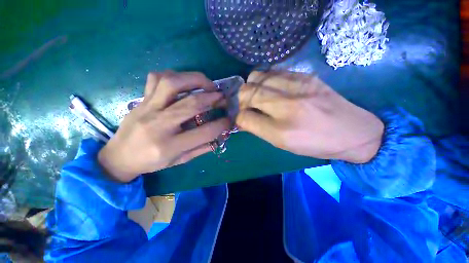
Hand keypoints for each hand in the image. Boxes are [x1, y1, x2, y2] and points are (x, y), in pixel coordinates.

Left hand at [98, 71, 229, 181]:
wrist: (118, 157)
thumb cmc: (151, 162)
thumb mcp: (179, 160)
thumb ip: (201, 148)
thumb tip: (220, 136)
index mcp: (170, 145)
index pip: (204, 132)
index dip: (221, 124)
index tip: (229, 119)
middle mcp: (159, 124)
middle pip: (192, 104)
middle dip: (213, 98)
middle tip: (222, 97)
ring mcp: (148, 108)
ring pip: (173, 83)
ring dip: (195, 80)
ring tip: (207, 84)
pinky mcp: (141, 100)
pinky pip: (156, 78)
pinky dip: (174, 76)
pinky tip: (184, 82)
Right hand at [236, 71, 383, 162]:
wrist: (352, 131)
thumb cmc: (314, 143)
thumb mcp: (282, 143)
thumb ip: (258, 129)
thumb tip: (242, 118)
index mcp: (281, 130)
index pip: (244, 117)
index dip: (238, 117)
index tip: (240, 118)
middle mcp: (287, 105)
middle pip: (247, 92)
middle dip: (241, 99)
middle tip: (246, 106)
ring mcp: (297, 85)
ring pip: (256, 76)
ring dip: (251, 87)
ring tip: (257, 96)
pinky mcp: (305, 75)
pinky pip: (272, 71)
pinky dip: (264, 80)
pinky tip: (271, 89)